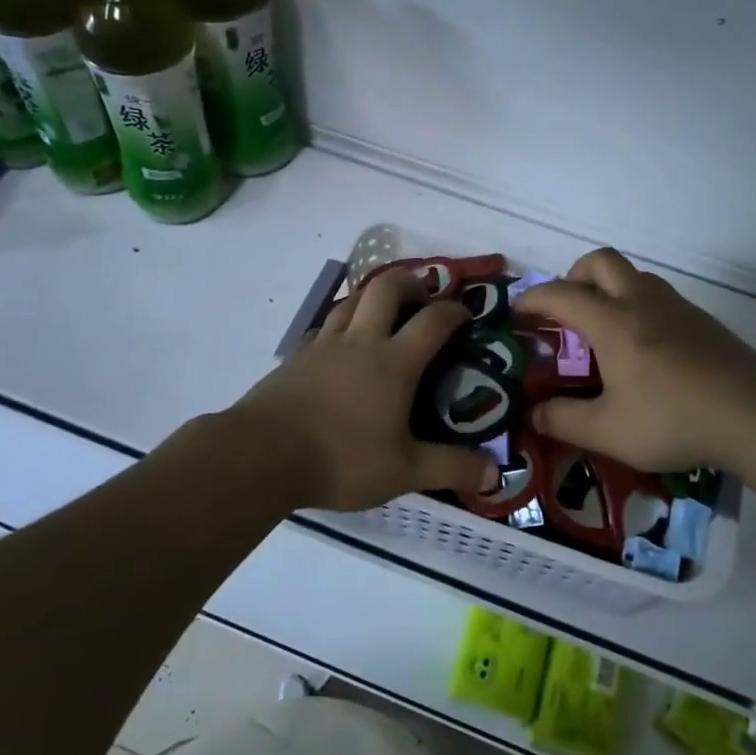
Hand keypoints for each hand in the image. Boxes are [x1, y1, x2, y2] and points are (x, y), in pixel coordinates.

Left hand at [231, 267, 496, 511]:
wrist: (261, 455)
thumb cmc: (341, 458)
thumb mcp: (404, 471)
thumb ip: (450, 468)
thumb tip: (494, 472)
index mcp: (394, 361)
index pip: (433, 320)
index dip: (454, 311)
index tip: (466, 315)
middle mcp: (361, 341)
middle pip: (387, 286)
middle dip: (411, 282)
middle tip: (422, 300)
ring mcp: (324, 345)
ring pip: (351, 300)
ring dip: (372, 298)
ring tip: (383, 316)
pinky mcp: (295, 357)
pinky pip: (324, 328)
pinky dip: (340, 326)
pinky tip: (340, 349)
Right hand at [516, 248, 755, 473]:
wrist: (753, 414)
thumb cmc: (673, 419)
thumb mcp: (608, 431)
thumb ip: (563, 420)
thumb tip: (532, 414)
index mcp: (612, 322)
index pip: (561, 294)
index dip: (532, 299)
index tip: (516, 312)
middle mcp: (640, 301)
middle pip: (600, 261)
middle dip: (573, 277)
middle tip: (564, 312)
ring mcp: (674, 306)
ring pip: (631, 275)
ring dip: (607, 288)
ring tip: (601, 330)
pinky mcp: (699, 319)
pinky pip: (655, 294)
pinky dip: (634, 304)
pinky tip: (642, 347)